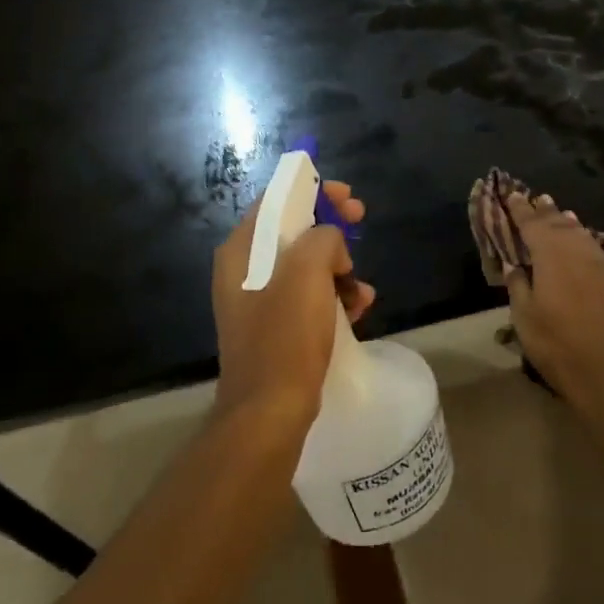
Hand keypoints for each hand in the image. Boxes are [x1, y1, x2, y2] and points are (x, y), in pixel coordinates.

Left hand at [212, 180, 374, 428]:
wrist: (269, 411)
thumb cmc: (285, 336)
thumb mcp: (307, 273)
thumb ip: (322, 238)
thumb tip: (330, 242)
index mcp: (241, 251)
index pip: (275, 201)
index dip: (312, 192)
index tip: (347, 197)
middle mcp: (243, 270)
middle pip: (292, 231)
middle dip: (331, 229)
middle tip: (361, 224)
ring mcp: (257, 301)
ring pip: (304, 266)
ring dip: (338, 268)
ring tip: (362, 288)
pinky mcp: (274, 327)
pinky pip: (306, 297)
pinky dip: (332, 296)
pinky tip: (358, 309)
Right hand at [501, 192, 603, 406]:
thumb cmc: (558, 346)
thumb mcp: (525, 318)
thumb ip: (519, 286)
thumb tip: (514, 265)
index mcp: (552, 257)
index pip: (533, 225)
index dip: (521, 210)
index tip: (512, 194)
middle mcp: (577, 254)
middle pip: (560, 224)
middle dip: (546, 211)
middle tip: (535, 197)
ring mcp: (599, 268)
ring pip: (581, 235)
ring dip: (567, 222)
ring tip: (559, 212)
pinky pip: (593, 249)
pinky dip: (583, 239)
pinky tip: (582, 241)